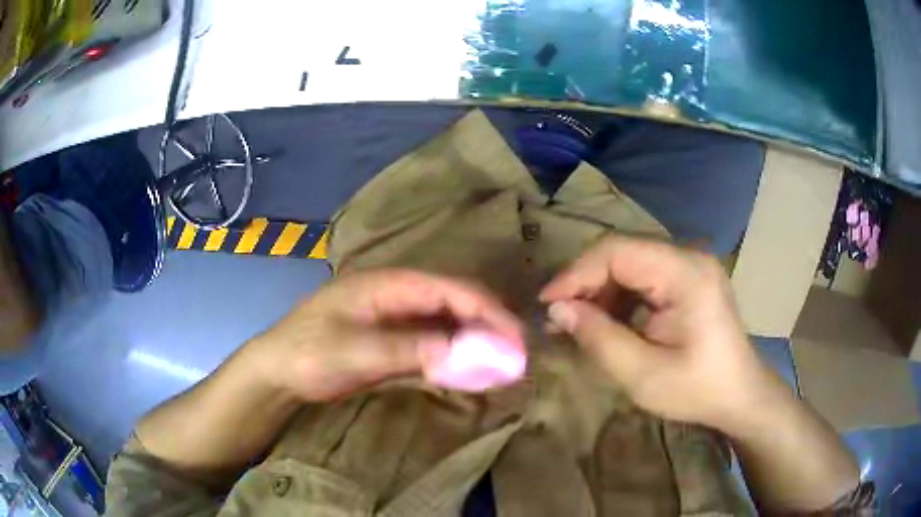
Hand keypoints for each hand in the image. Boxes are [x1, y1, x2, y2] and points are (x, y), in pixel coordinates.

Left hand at [247, 269, 523, 401]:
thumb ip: (412, 348)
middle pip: (453, 301)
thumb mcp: (357, 351)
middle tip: (515, 354)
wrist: (276, 371)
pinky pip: (432, 341)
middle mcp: (396, 294)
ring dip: (473, 340)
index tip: (516, 338)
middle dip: (487, 324)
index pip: (450, 288)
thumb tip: (469, 350)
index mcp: (388, 284)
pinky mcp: (390, 338)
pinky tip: (469, 368)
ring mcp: (393, 316)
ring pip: (445, 322)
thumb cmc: (309, 354)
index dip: (487, 310)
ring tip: (501, 363)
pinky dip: (453, 353)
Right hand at [540, 234, 782, 430]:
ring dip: (601, 290)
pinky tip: (610, 321)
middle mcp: (689, 256)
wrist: (740, 395)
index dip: (576, 273)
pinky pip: (645, 275)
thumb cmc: (697, 390)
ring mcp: (691, 264)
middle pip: (623, 252)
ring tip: (580, 323)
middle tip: (559, 317)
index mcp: (685, 273)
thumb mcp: (643, 375)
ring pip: (630, 262)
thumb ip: (598, 338)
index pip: (617, 251)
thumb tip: (557, 309)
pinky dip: (621, 296)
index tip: (546, 304)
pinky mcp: (690, 277)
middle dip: (586, 283)